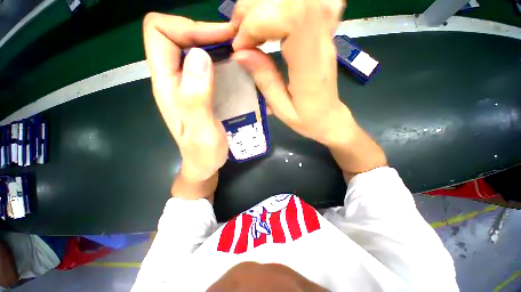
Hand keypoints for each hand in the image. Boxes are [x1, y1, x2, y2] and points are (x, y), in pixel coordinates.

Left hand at [143, 13, 234, 197]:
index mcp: (167, 84)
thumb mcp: (201, 130)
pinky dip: (225, 62)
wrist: (204, 165)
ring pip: (198, 49)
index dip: (187, 26)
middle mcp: (175, 79)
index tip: (220, 38)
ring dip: (220, 47)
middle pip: (180, 36)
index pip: (160, 33)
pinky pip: (211, 66)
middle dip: (209, 33)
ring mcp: (190, 85)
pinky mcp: (203, 92)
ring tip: (243, 55)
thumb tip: (199, 55)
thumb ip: (196, 97)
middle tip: (238, 43)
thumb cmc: (202, 153)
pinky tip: (241, 71)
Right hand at [231, 0, 351, 145]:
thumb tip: (240, 54)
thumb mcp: (282, 109)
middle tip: (239, 32)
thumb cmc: (307, 120)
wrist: (329, 118)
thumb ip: (265, 81)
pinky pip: (306, 6)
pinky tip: (269, 23)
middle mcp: (321, 44)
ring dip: (265, 7)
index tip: (241, 46)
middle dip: (256, 11)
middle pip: (293, 2)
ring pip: (297, 0)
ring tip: (248, 28)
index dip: (259, 23)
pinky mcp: (321, 35)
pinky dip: (280, 8)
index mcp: (311, 67)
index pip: (292, 19)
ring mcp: (324, 36)